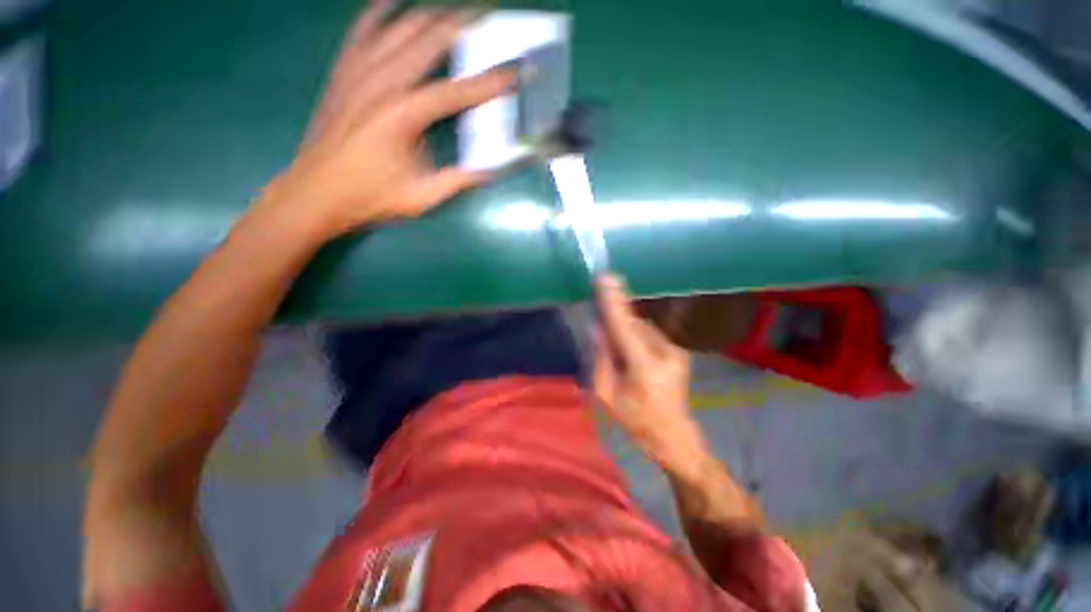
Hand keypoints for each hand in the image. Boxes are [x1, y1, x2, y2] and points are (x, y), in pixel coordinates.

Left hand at [259, 0, 514, 238]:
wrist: (315, 192)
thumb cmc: (370, 197)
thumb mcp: (420, 197)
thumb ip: (456, 181)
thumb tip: (488, 172)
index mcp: (403, 116)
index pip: (455, 91)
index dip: (487, 82)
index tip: (513, 71)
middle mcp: (381, 83)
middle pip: (427, 42)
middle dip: (461, 26)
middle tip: (486, 15)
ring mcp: (357, 72)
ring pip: (397, 29)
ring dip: (428, 16)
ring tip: (452, 10)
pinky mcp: (342, 72)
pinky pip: (361, 31)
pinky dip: (378, 13)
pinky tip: (391, 1)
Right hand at [594, 276, 705, 469]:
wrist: (674, 437)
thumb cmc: (636, 421)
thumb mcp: (607, 396)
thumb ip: (601, 359)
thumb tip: (598, 329)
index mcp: (644, 367)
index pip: (623, 326)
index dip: (612, 302)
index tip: (604, 279)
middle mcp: (664, 352)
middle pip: (632, 324)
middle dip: (615, 318)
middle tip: (603, 320)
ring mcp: (675, 350)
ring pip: (641, 327)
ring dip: (625, 330)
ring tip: (620, 354)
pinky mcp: (678, 350)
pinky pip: (649, 333)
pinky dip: (635, 336)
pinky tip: (631, 354)